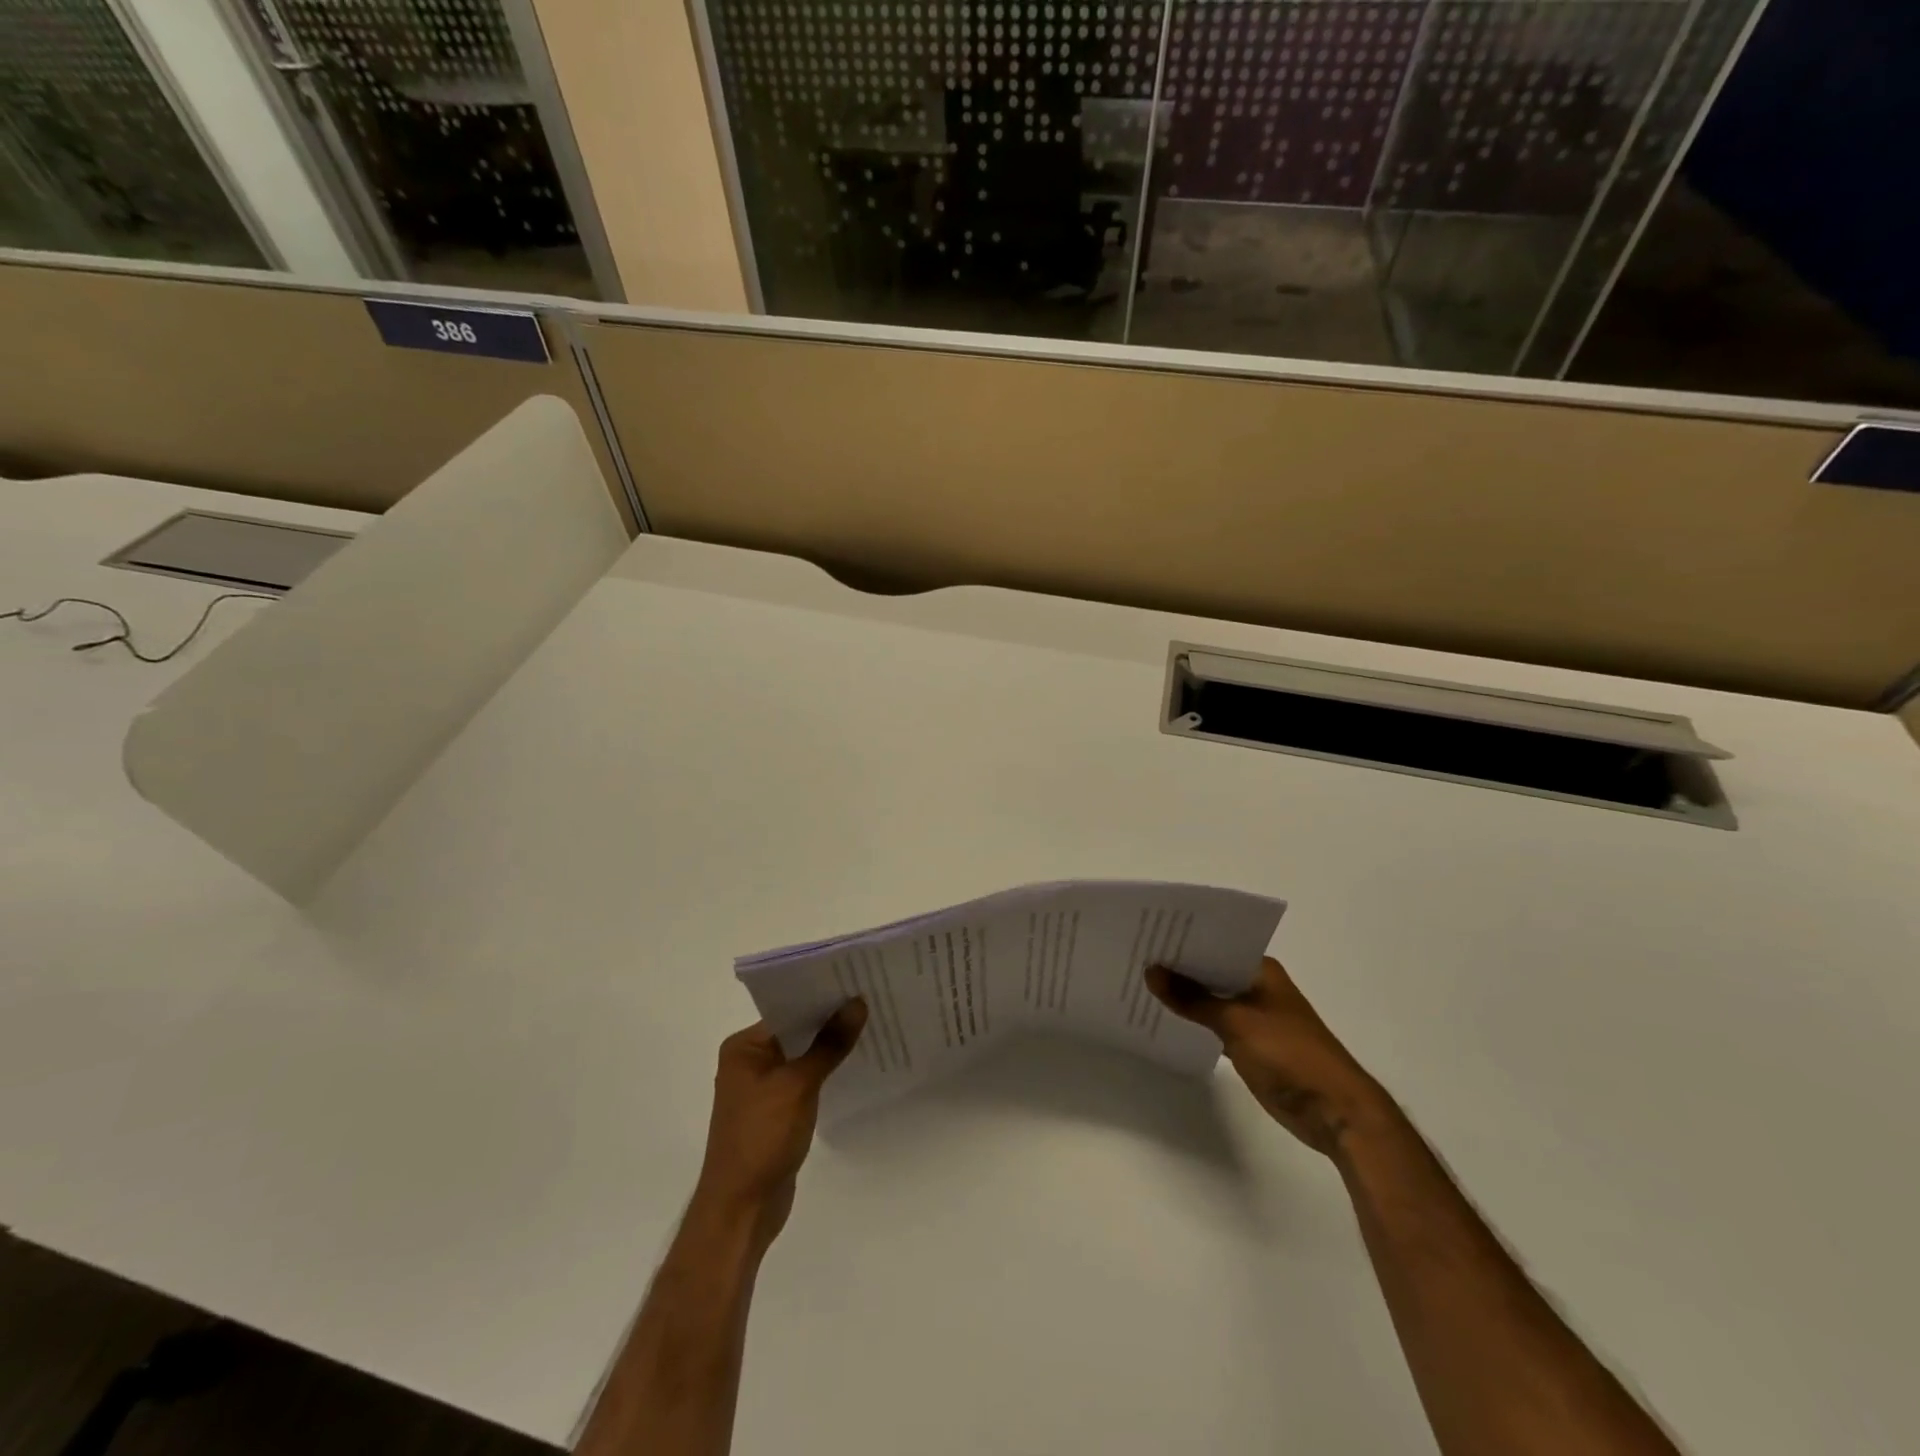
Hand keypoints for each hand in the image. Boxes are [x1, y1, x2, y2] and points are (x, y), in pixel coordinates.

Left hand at [693, 1000, 867, 1247]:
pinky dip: (825, 1072)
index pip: (786, 1009)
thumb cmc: (762, 1138)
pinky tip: (854, 1063)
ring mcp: (762, 1088)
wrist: (742, 1210)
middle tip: (871, 1000)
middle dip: (829, 1020)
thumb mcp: (798, 1085)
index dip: (820, 996)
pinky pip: (804, 1079)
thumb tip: (857, 1003)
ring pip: (802, 1056)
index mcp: (744, 1048)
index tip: (856, 982)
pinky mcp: (776, 1111)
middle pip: (795, 1031)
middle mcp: (749, 1062)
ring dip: (829, 1046)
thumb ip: (829, 1044)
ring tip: (870, 1025)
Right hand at [1147, 958, 1390, 1156]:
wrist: (1335, 1111)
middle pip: (1210, 971)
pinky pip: (1213, 1024)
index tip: (1147, 935)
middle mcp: (1257, 987)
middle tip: (1134, 957)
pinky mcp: (1250, 1044)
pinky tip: (1163, 1018)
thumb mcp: (1236, 1021)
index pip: (1215, 944)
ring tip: (1140, 984)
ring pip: (1210, 999)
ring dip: (1183, 996)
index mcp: (1261, 970)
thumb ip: (1192, 998)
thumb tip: (1151, 971)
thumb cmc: (1290, 1054)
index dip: (1182, 941)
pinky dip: (1193, 1022)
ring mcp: (1254, 1017)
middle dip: (1177, 968)